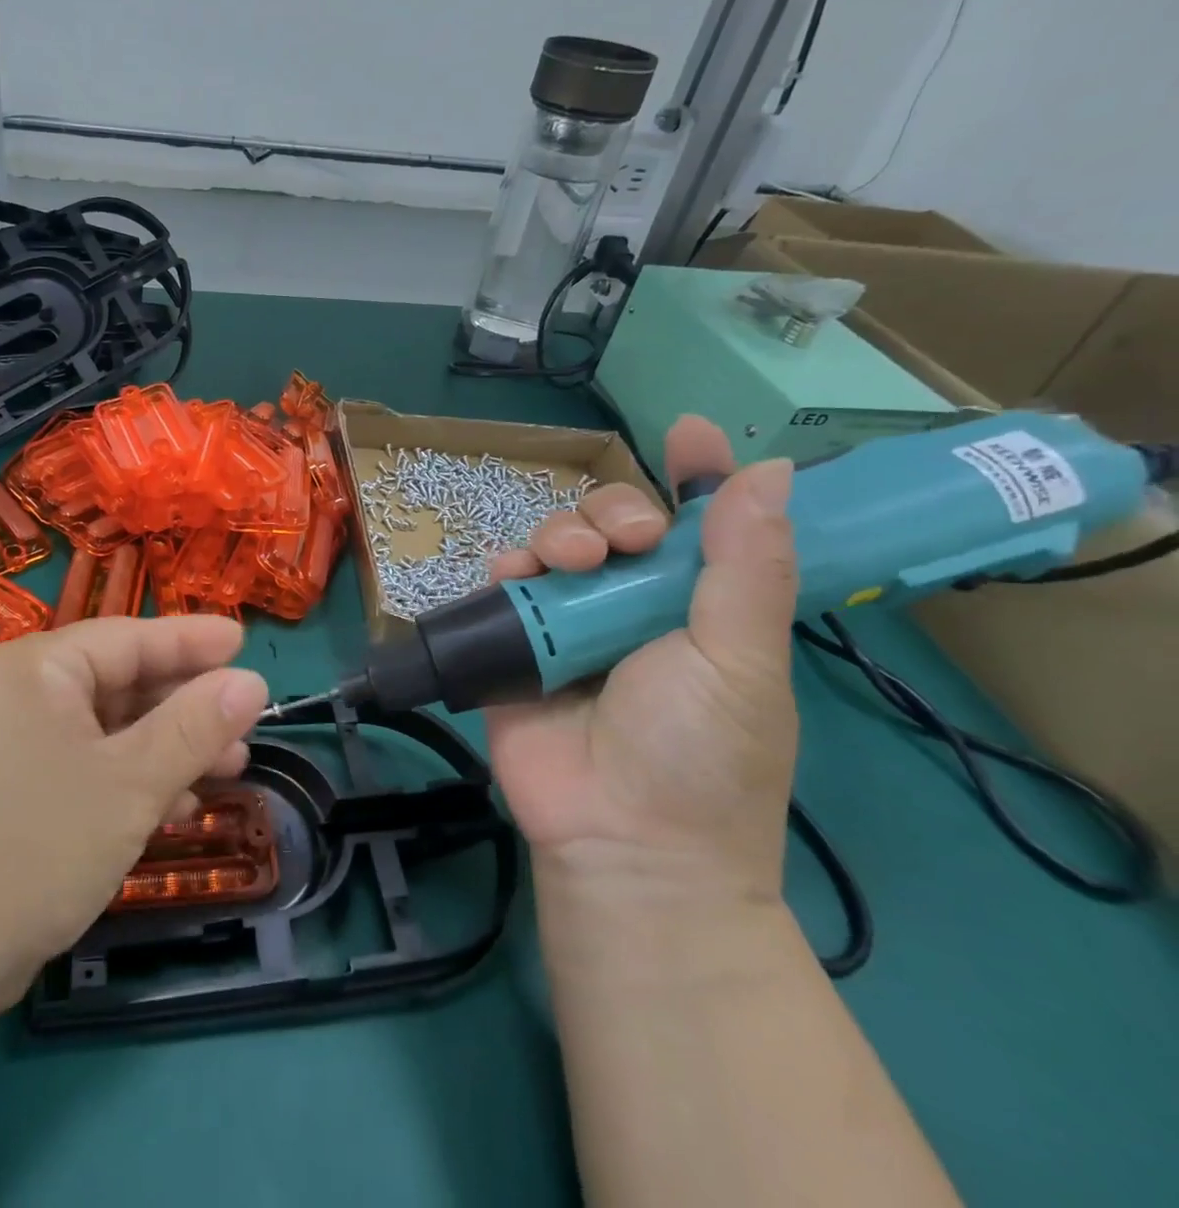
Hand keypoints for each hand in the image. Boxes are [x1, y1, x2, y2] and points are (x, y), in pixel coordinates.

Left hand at [0, 615, 268, 1012]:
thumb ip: (196, 726)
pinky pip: (86, 763)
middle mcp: (18, 693)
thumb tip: (253, 679)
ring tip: (229, 766)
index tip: (246, 641)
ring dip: (167, 745)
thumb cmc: (34, 848)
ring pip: (107, 728)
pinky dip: (132, 777)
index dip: (193, 640)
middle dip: (186, 703)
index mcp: (36, 668)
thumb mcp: (131, 783)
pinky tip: (177, 805)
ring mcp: (10, 743)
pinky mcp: (10, 790)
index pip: (130, 638)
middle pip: (120, 680)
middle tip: (246, 720)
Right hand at [486, 415, 798, 902]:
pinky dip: (505, 568)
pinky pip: (504, 586)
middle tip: (624, 538)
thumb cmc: (700, 754)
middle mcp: (632, 607)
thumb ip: (747, 567)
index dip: (697, 477)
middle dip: (616, 511)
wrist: (621, 842)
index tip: (688, 433)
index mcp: (699, 608)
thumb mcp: (740, 660)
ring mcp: (569, 625)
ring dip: (559, 533)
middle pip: (617, 525)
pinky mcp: (516, 644)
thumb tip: (773, 471)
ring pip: (556, 546)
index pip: (701, 527)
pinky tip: (513, 574)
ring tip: (566, 561)